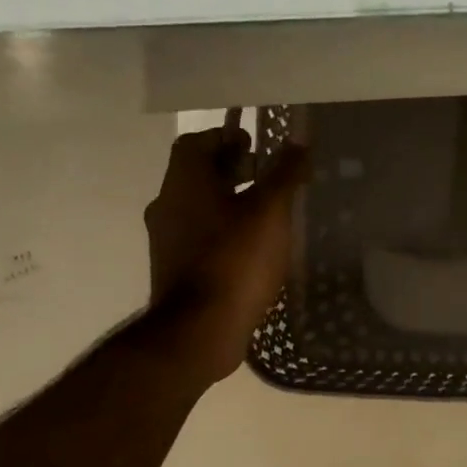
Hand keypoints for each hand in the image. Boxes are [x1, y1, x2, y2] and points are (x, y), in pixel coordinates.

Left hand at [143, 121, 309, 384]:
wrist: (200, 329)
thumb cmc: (236, 260)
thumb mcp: (270, 212)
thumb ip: (284, 174)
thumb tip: (299, 142)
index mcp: (184, 182)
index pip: (196, 142)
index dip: (226, 137)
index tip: (256, 144)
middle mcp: (167, 205)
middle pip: (197, 174)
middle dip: (231, 169)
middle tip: (268, 177)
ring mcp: (167, 240)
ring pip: (199, 207)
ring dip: (228, 202)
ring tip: (267, 214)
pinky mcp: (176, 270)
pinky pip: (200, 237)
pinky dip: (223, 231)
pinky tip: (252, 248)